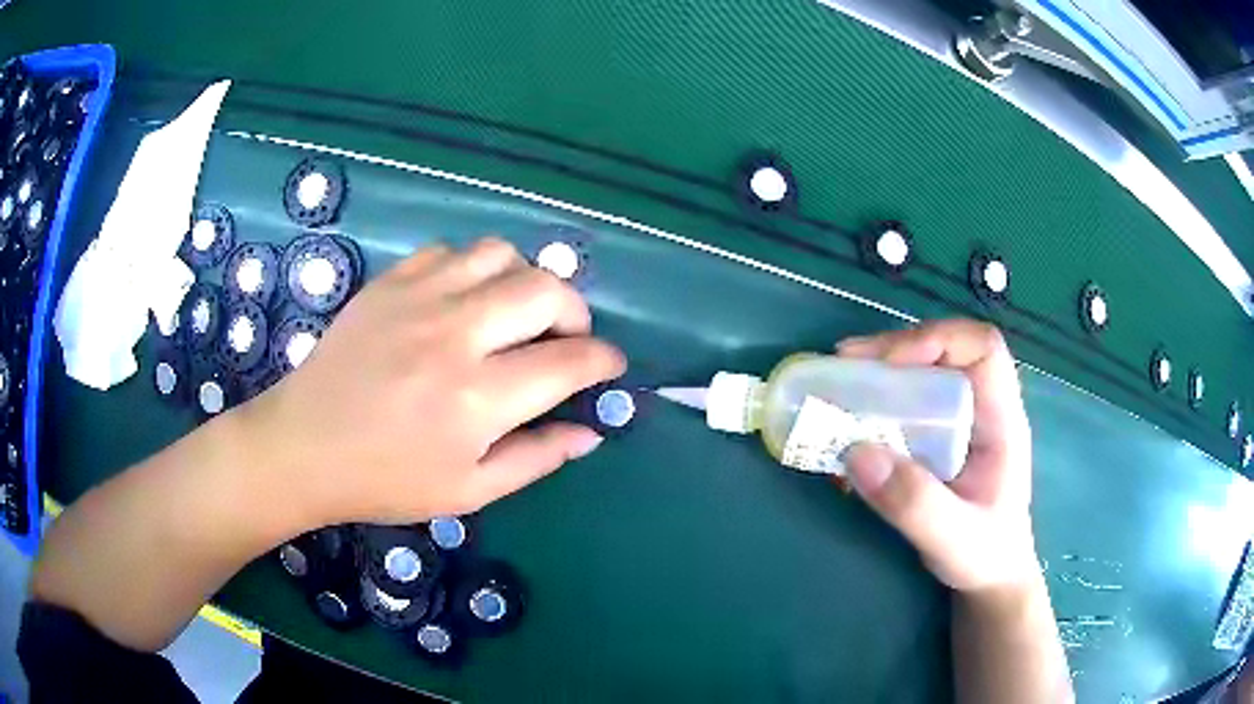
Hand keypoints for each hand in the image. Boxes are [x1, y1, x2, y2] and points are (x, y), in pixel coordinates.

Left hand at [237, 237, 625, 528]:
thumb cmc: (385, 480)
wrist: (303, 446)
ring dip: (524, 281)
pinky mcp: (390, 282)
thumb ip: (536, 458)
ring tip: (515, 313)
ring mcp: (419, 299)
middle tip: (566, 339)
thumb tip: (590, 431)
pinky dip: (472, 270)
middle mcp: (455, 335)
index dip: (604, 361)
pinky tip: (462, 301)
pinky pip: (450, 252)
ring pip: (501, 255)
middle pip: (546, 290)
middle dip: (575, 313)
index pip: (570, 361)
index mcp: (478, 398)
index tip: (611, 366)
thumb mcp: (468, 491)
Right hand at [836, 320, 1038, 593]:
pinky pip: (908, 403)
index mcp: (1002, 420)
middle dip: (893, 351)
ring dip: (880, 374)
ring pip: (924, 372)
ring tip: (838, 385)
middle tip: (843, 365)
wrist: (991, 579)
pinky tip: (849, 424)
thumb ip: (913, 502)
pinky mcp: (940, 437)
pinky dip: (876, 404)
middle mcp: (982, 409)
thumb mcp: (952, 539)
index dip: (936, 340)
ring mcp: (961, 421)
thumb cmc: (985, 556)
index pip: (982, 348)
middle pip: (945, 350)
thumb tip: (855, 451)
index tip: (888, 365)